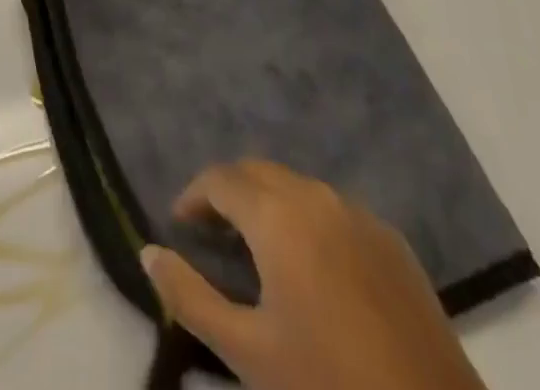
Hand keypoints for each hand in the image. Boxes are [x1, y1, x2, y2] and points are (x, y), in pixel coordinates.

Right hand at [141, 160, 486, 389]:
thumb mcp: (248, 353)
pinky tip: (310, 265)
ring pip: (297, 186)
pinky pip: (333, 209)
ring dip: (268, 202)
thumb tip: (148, 251)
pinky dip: (306, 218)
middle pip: (259, 172)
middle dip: (229, 192)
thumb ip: (189, 296)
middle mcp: (316, 197)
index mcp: (279, 216)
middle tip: (211, 233)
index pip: (222, 179)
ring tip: (255, 247)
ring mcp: (359, 213)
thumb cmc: (329, 388)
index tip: (180, 224)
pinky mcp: (391, 239)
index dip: (195, 195)